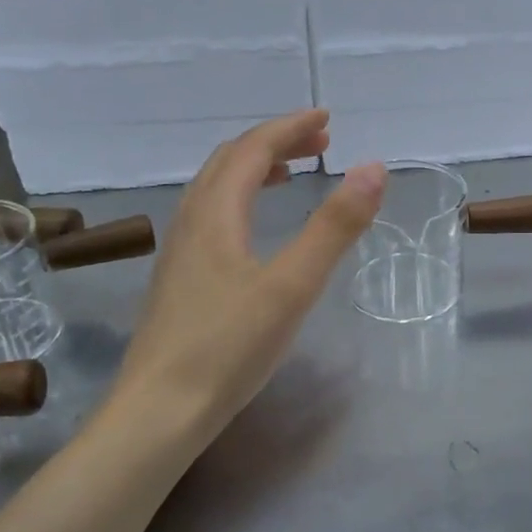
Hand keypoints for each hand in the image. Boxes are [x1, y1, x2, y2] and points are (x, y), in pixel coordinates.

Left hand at [113, 110, 385, 442]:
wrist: (158, 412)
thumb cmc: (228, 348)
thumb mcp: (292, 286)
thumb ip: (334, 227)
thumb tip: (372, 168)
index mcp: (215, 214)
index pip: (253, 149)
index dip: (290, 128)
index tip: (327, 119)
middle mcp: (190, 221)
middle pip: (230, 162)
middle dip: (275, 143)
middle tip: (319, 143)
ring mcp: (179, 252)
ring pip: (215, 189)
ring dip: (254, 169)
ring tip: (291, 173)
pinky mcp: (178, 279)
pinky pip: (209, 216)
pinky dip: (240, 199)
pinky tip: (253, 229)